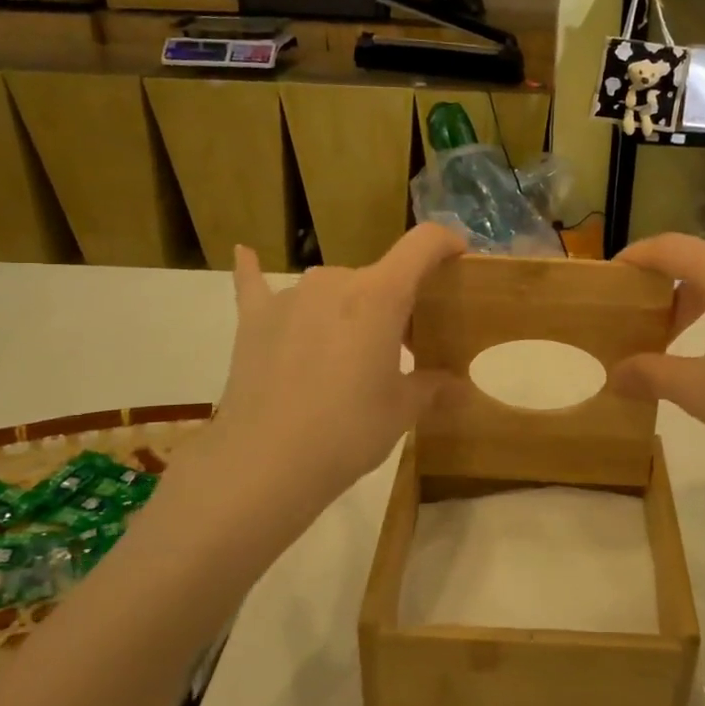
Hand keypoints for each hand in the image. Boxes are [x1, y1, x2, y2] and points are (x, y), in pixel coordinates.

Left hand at [163, 226, 463, 538]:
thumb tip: (457, 386)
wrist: (264, 463)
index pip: (422, 245)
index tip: (459, 256)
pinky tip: (245, 253)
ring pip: (333, 289)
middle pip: (378, 278)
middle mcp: (335, 281)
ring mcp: (290, 297)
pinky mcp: (254, 319)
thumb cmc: (347, 432)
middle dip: (396, 305)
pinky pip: (257, 285)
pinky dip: (255, 271)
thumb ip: (431, 387)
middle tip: (403, 349)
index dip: (446, 242)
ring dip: (349, 309)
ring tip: (347, 353)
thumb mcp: (401, 411)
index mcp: (380, 296)